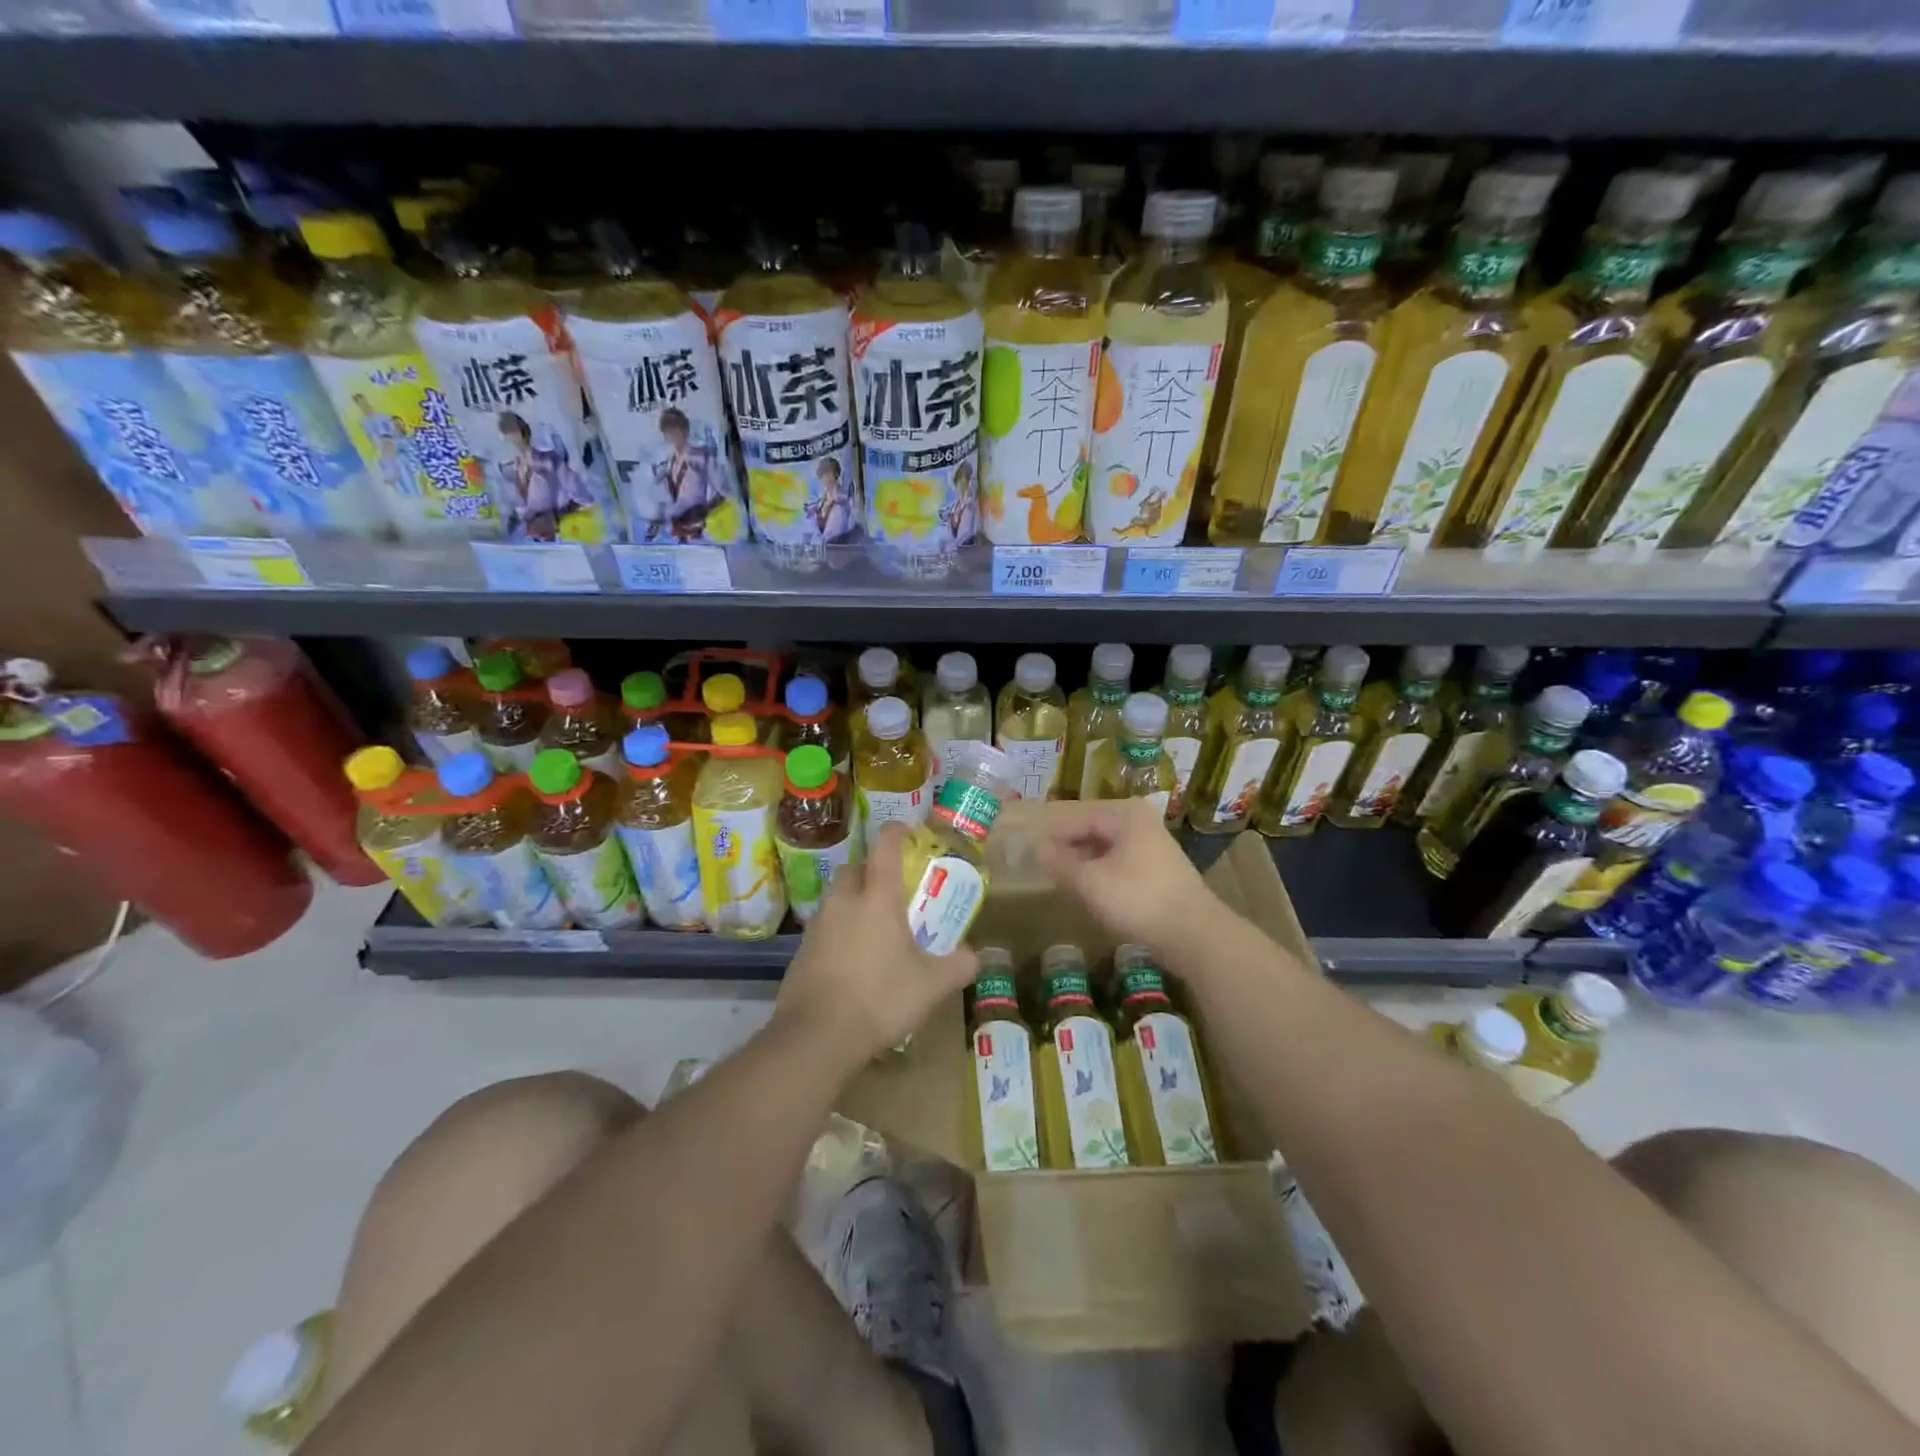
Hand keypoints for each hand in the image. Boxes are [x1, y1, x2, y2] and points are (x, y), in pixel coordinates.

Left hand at [774, 823, 978, 1063]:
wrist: (816, 1036)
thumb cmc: (880, 998)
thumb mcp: (932, 985)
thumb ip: (958, 965)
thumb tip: (974, 955)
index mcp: (877, 897)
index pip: (886, 846)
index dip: (898, 832)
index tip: (909, 832)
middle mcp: (844, 901)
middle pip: (855, 868)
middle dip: (873, 870)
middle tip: (893, 890)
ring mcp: (818, 925)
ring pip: (837, 897)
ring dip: (854, 901)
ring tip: (874, 926)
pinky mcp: (801, 950)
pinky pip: (824, 926)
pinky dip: (839, 930)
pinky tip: (853, 958)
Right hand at [1035, 798, 1216, 949]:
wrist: (1194, 935)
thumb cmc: (1139, 901)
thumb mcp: (1090, 883)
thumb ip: (1059, 863)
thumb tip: (1036, 848)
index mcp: (1123, 813)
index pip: (1072, 816)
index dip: (1047, 833)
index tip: (1023, 848)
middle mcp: (1137, 819)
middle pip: (1088, 828)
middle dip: (1063, 846)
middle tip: (1035, 864)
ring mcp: (1148, 843)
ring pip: (1101, 845)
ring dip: (1079, 860)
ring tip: (1055, 877)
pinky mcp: (1154, 867)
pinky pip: (1115, 860)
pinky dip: (1097, 871)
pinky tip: (1083, 888)